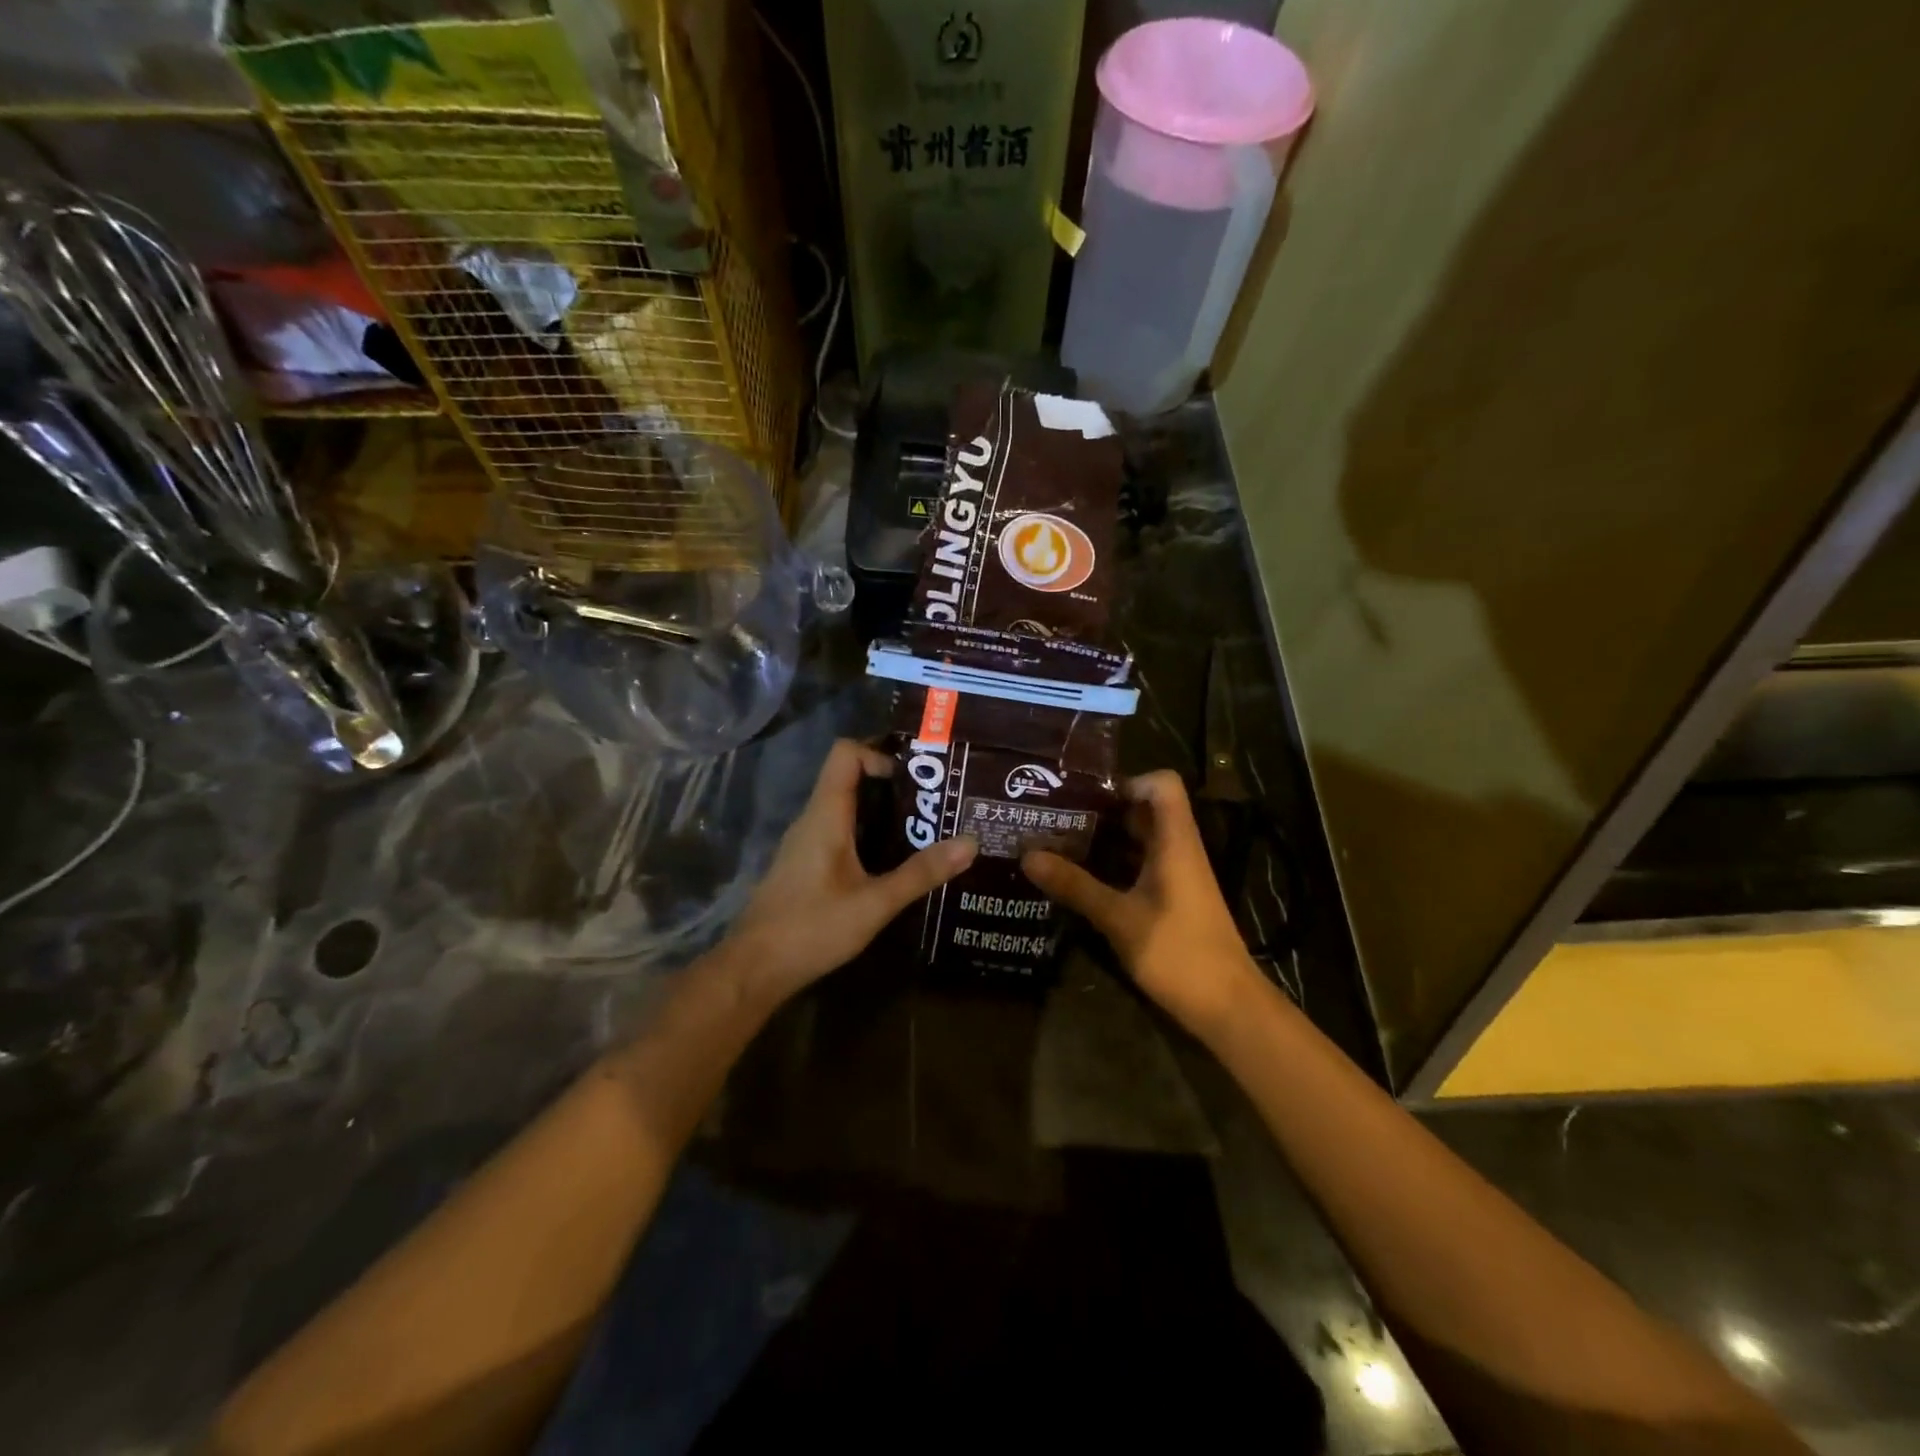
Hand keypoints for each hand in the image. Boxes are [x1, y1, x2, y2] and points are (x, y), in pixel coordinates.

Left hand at [732, 739, 976, 999]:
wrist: (754, 969)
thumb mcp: (874, 904)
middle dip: (891, 781)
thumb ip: (921, 873)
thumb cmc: (812, 929)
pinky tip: (893, 859)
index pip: (846, 753)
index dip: (879, 753)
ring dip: (881, 809)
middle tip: (934, 798)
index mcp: (826, 815)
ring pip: (845, 806)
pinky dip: (868, 832)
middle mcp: (813, 819)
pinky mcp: (806, 864)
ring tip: (924, 825)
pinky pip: (839, 830)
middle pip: (848, 776)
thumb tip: (971, 842)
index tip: (916, 777)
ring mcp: (806, 842)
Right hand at [1022, 770, 1265, 1038]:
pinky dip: (1113, 865)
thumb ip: (1075, 886)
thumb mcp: (1119, 918)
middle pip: (1145, 810)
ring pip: (1141, 840)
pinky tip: (1080, 879)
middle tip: (1057, 816)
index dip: (1128, 781)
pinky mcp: (1173, 899)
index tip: (1087, 798)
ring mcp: (1178, 876)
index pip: (1163, 784)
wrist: (1227, 1007)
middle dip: (1102, 810)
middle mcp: (1179, 850)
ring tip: (1058, 843)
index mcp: (1175, 842)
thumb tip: (1028, 855)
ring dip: (1104, 839)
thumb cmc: (1179, 953)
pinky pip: (1141, 866)